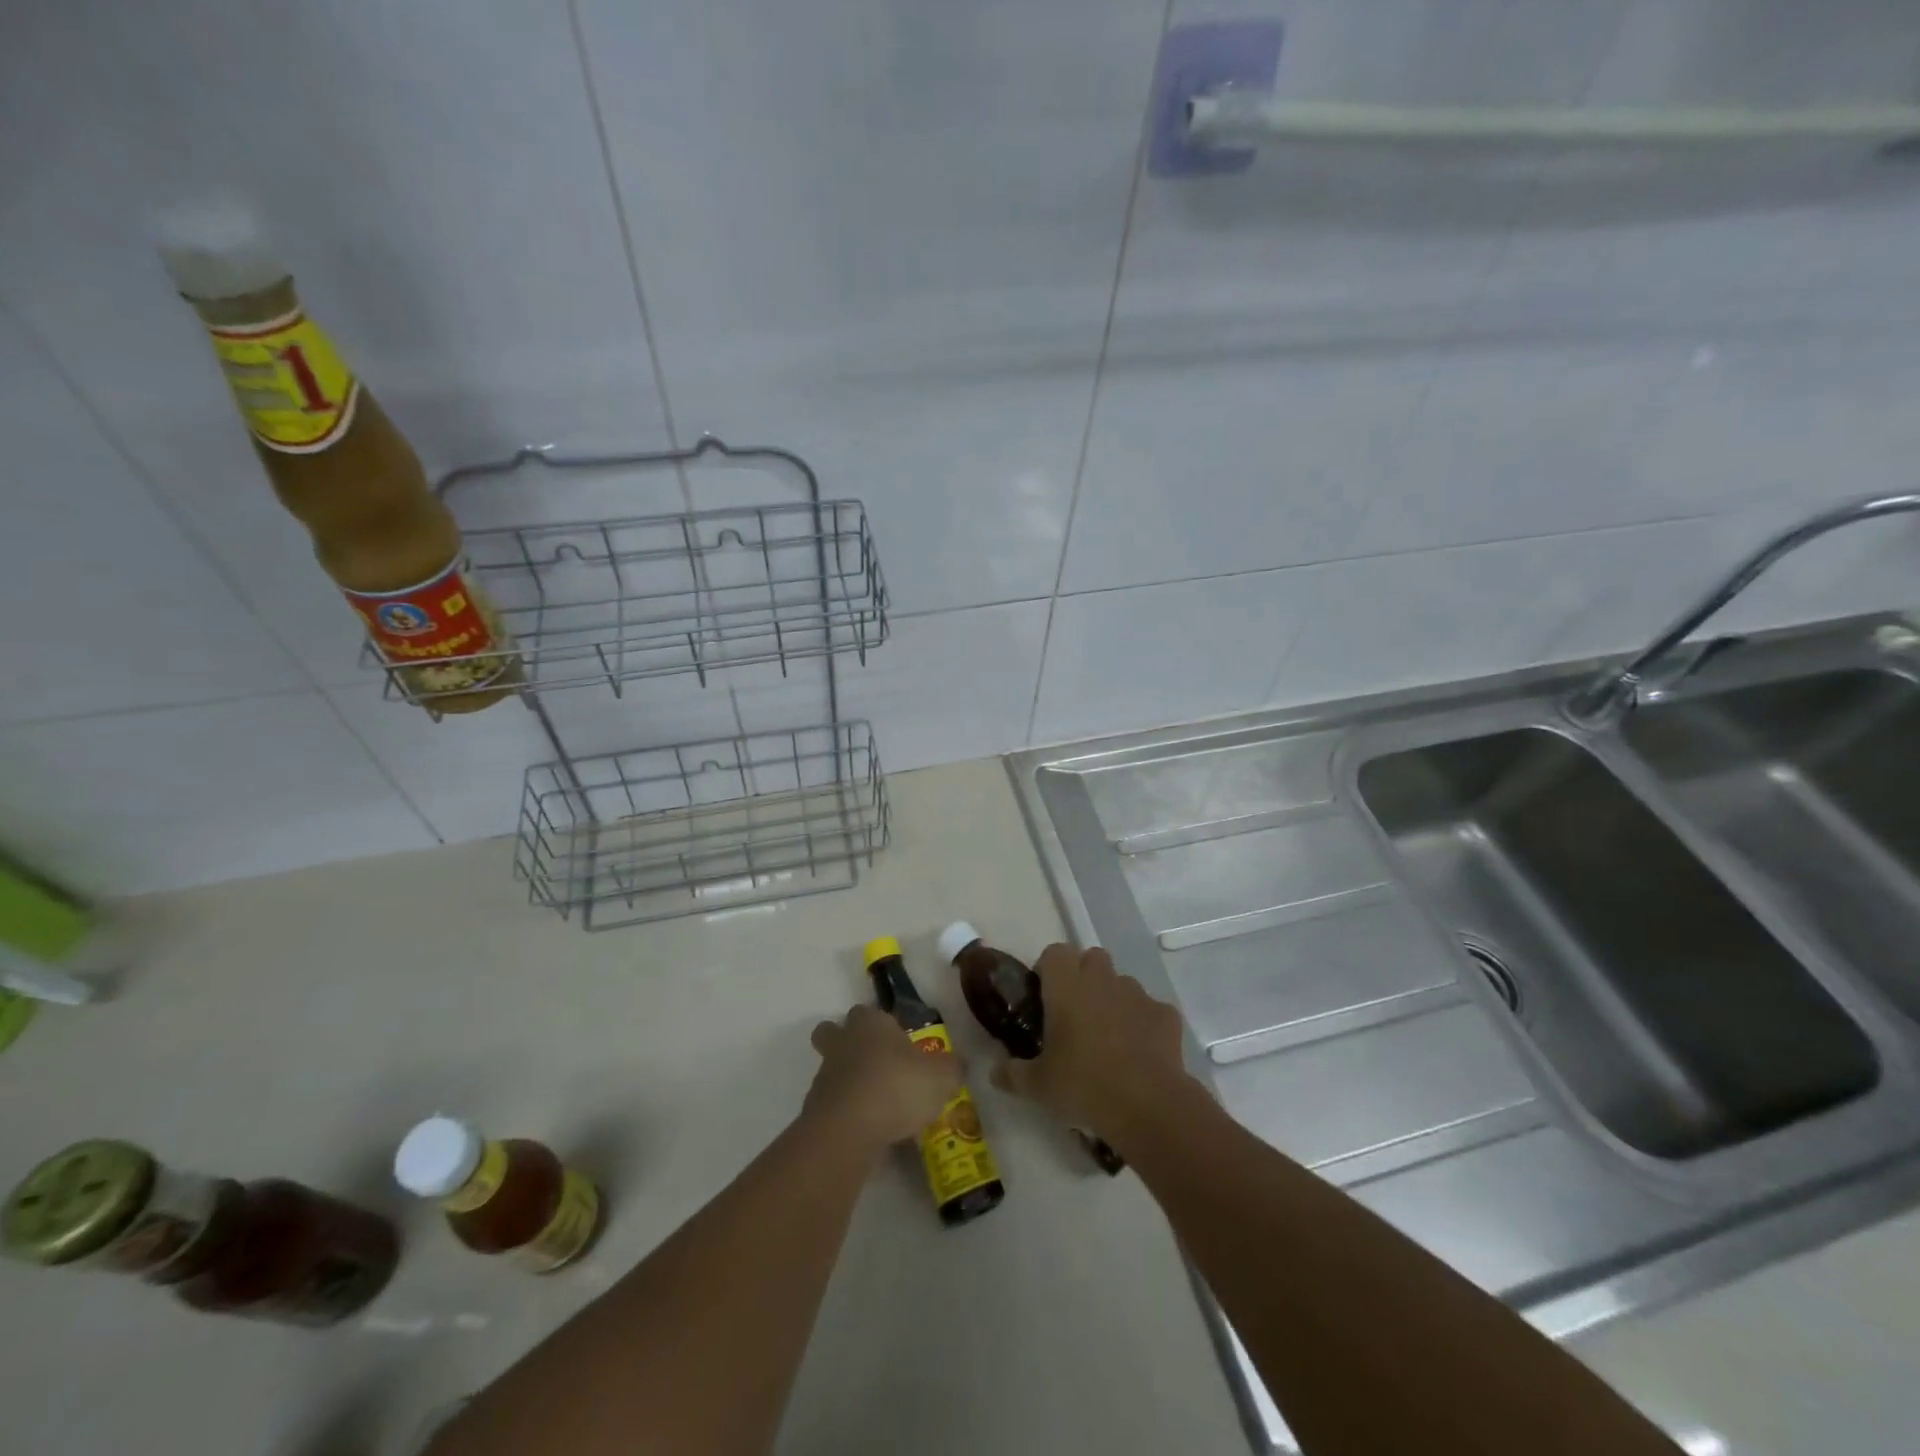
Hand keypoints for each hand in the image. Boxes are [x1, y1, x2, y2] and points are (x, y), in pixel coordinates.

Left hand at [804, 1004, 961, 1155]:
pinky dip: (846, 1113)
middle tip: (874, 1063)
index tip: (899, 1044)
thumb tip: (957, 1064)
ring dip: (849, 1082)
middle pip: (833, 1032)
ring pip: (832, 1069)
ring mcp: (825, 1075)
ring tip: (878, 1106)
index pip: (870, 1011)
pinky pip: (833, 1104)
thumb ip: (952, 1068)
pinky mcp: (815, 1108)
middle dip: (846, 1042)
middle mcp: (844, 1041)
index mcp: (871, 1023)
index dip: (882, 1025)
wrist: (848, 1130)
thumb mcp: (941, 1078)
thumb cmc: (896, 1088)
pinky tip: (869, 1131)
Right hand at [990, 945, 1191, 1136]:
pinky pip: (1149, 1009)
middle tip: (1074, 1012)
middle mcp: (1102, 980)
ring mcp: (1137, 994)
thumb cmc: (1083, 1086)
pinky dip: (1143, 1023)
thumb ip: (1012, 1074)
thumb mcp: (1037, 1086)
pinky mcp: (1165, 1014)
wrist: (1148, 1105)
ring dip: (1113, 999)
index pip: (1055, 952)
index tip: (1044, 994)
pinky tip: (1139, 1052)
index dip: (1049, 968)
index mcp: (1067, 987)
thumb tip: (994, 1072)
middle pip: (1091, 958)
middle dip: (1083, 976)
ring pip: (1121, 982)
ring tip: (1108, 1036)